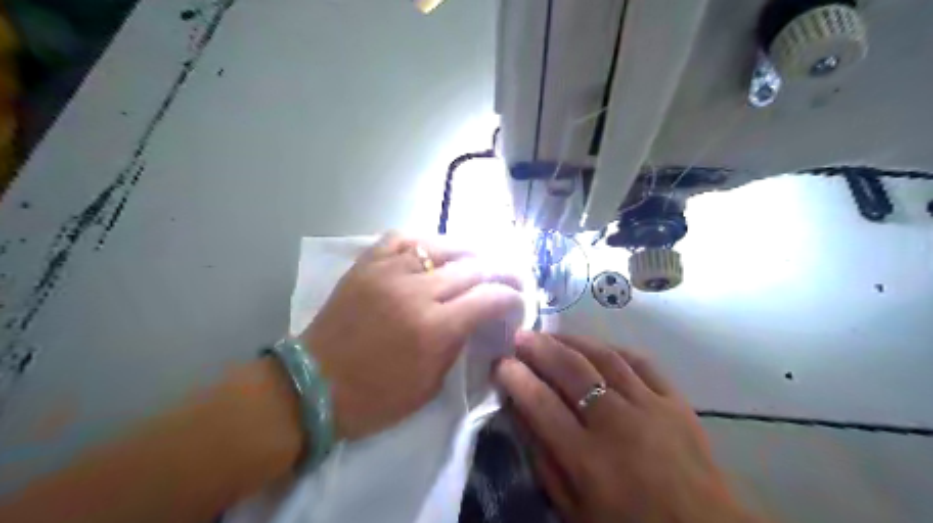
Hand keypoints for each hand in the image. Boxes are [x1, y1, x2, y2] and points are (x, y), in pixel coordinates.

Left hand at [306, 232, 524, 439]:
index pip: (489, 297)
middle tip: (510, 277)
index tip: (518, 300)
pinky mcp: (367, 265)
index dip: (511, 296)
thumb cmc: (375, 398)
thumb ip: (458, 344)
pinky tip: (434, 250)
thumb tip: (477, 318)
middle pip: (473, 266)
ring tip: (480, 260)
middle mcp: (416, 291)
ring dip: (469, 252)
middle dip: (501, 271)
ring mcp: (388, 272)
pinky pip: (402, 238)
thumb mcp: (430, 385)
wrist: (313, 386)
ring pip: (441, 246)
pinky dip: (424, 241)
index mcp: (434, 328)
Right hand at [492, 334, 753, 521]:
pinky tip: (596, 347)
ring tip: (551, 334)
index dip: (516, 378)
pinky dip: (613, 349)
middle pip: (571, 371)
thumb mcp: (574, 508)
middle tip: (520, 335)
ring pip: (604, 357)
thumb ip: (544, 461)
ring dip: (572, 340)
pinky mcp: (676, 401)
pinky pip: (641, 361)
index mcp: (588, 459)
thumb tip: (521, 414)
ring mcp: (650, 407)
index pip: (541, 404)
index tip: (500, 363)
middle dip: (539, 347)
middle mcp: (617, 424)